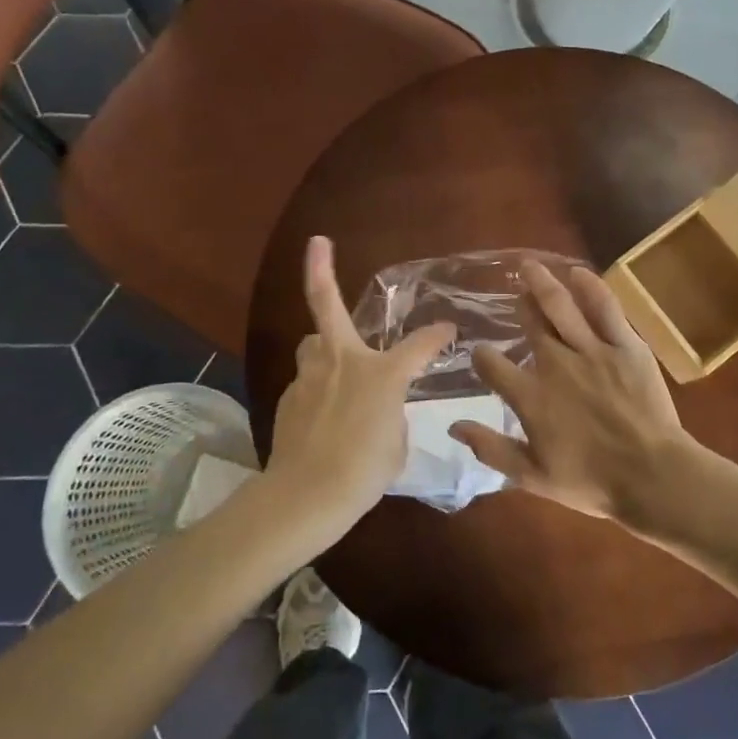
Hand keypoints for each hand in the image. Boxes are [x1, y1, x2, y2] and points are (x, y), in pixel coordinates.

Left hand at [265, 237, 454, 534]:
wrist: (306, 496)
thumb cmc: (364, 471)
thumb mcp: (396, 443)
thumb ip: (392, 415)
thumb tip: (379, 409)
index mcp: (381, 373)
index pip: (420, 345)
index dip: (437, 336)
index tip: (448, 330)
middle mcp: (342, 361)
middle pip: (326, 304)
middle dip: (319, 270)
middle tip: (317, 243)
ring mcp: (309, 376)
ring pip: (312, 343)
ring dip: (323, 344)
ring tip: (333, 359)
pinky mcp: (289, 397)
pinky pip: (307, 380)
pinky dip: (317, 387)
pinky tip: (322, 415)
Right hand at [450, 258, 695, 522]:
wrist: (652, 476)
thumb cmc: (592, 482)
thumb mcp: (532, 477)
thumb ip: (492, 449)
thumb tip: (454, 425)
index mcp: (531, 397)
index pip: (493, 366)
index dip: (483, 357)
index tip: (482, 355)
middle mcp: (556, 364)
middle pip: (530, 325)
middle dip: (519, 306)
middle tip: (515, 294)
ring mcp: (592, 350)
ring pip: (561, 306)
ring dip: (542, 283)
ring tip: (530, 266)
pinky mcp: (625, 344)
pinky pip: (605, 308)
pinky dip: (590, 286)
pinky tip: (578, 271)